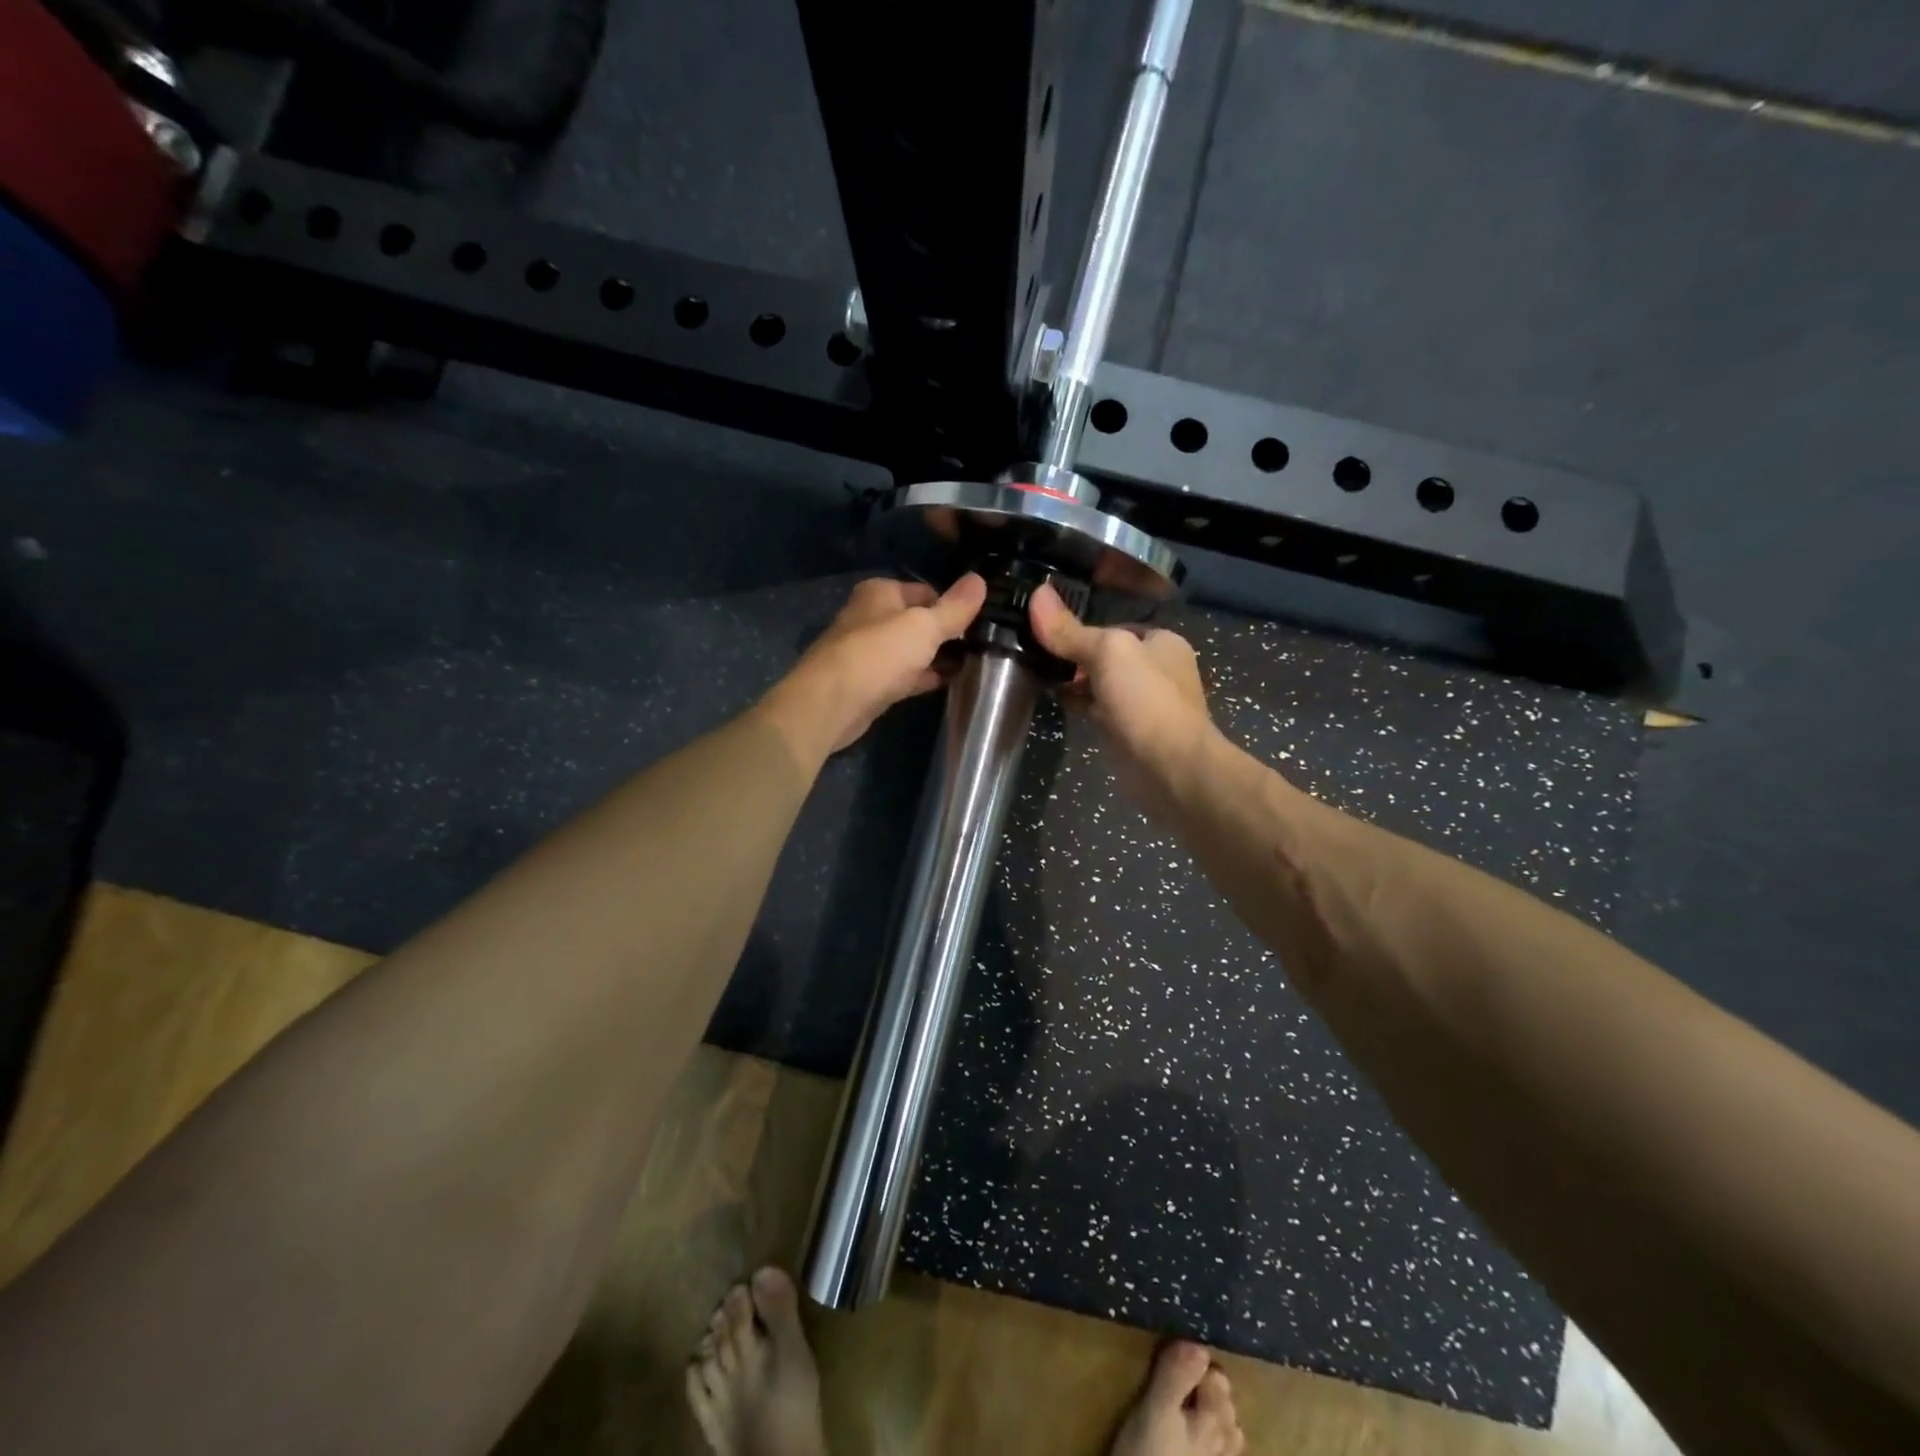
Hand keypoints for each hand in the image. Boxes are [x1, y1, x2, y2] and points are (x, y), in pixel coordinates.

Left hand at [758, 574, 986, 763]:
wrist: (831, 703)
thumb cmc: (878, 654)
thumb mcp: (924, 626)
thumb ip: (954, 607)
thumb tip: (980, 580)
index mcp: (880, 593)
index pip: (926, 591)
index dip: (952, 604)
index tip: (981, 620)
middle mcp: (871, 617)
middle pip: (917, 621)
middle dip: (946, 633)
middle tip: (982, 645)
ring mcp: (868, 652)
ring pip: (910, 650)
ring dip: (936, 656)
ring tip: (973, 664)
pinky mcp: (869, 683)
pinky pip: (903, 675)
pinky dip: (923, 677)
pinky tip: (948, 683)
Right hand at [1028, 582, 1218, 821]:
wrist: (1170, 769)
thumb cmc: (1146, 701)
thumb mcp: (1107, 653)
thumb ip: (1071, 630)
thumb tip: (1037, 594)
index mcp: (1162, 642)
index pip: (1114, 627)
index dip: (1081, 628)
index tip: (1045, 630)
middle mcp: (1156, 670)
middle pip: (1105, 656)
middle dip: (1073, 656)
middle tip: (1033, 653)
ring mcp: (1142, 704)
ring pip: (1099, 684)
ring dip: (1072, 681)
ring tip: (1035, 673)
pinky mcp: (1127, 733)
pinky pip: (1096, 710)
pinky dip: (1076, 704)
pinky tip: (1052, 701)